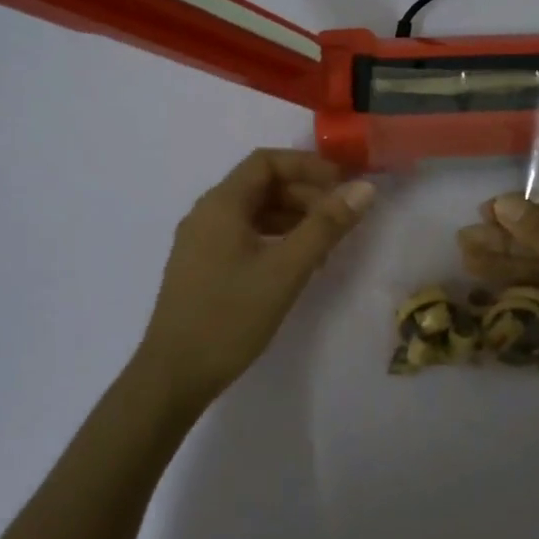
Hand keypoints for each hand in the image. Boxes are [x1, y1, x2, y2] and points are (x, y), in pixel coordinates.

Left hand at [131, 149, 374, 413]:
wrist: (174, 376)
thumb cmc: (230, 316)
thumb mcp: (286, 270)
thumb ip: (326, 226)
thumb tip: (364, 189)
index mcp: (221, 204)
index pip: (266, 162)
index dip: (308, 166)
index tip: (343, 186)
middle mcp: (207, 214)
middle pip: (261, 186)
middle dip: (305, 194)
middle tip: (341, 219)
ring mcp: (202, 241)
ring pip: (254, 213)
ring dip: (293, 218)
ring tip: (326, 245)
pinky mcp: (203, 266)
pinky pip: (245, 236)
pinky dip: (275, 239)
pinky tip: (297, 265)